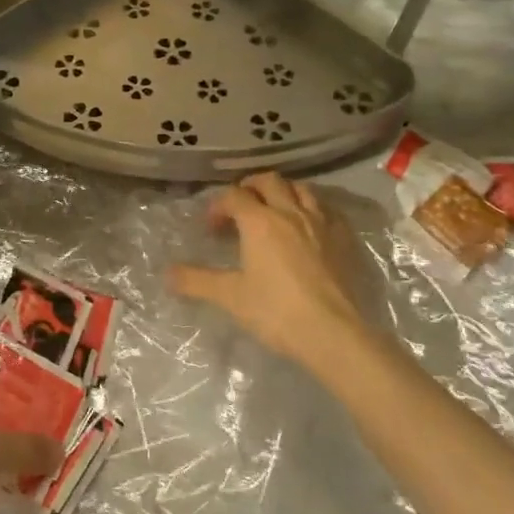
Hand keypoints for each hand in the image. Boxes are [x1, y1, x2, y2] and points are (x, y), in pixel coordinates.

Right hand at [169, 172, 387, 387]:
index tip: (211, 227)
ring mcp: (322, 223)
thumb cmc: (276, 311)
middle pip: (269, 181)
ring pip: (301, 189)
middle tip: (240, 207)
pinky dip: (312, 209)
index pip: (234, 196)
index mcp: (260, 222)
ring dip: (283, 192)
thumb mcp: (230, 297)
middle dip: (250, 187)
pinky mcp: (345, 239)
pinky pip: (328, 209)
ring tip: (274, 210)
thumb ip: (196, 281)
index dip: (218, 206)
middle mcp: (291, 212)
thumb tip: (167, 274)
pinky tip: (309, 227)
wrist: (334, 332)